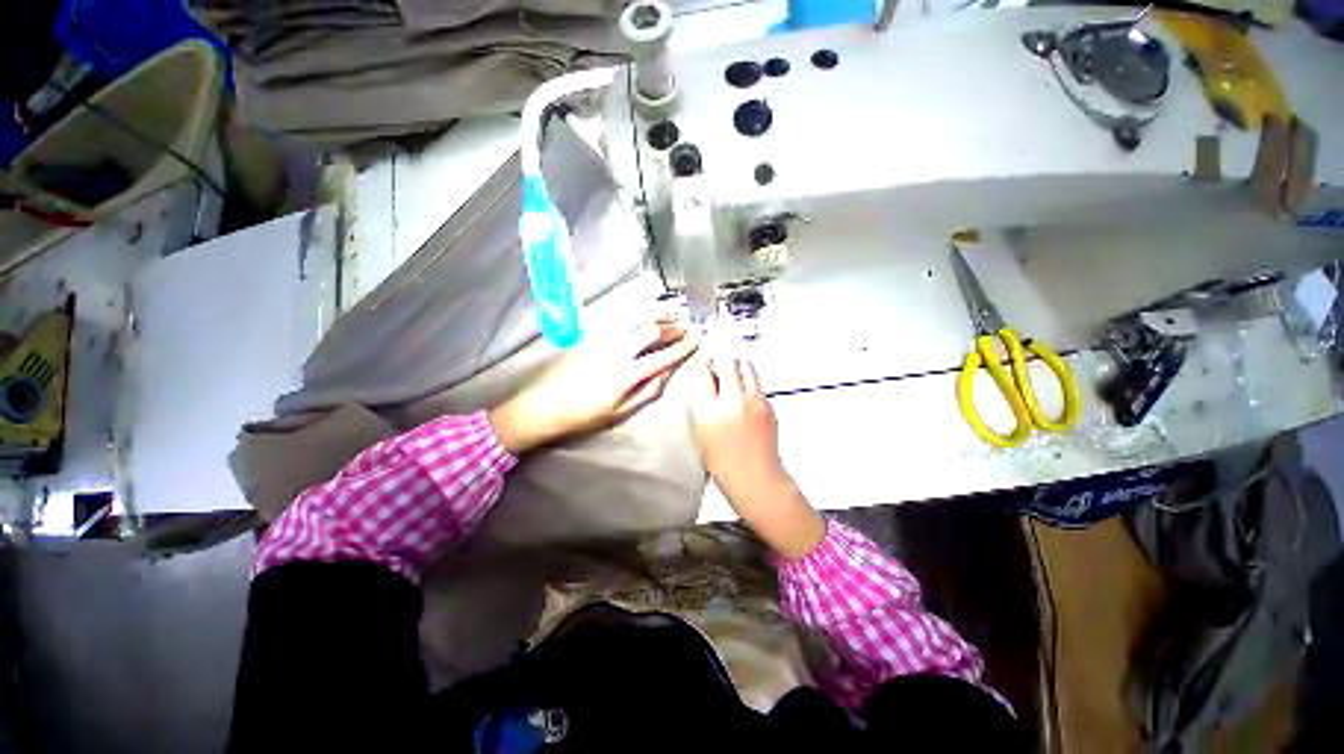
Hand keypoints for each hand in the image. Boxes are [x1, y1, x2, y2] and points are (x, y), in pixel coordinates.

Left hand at [489, 318, 697, 453]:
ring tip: (670, 315)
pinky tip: (644, 317)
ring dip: (656, 315)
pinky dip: (637, 315)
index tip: (695, 341)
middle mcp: (617, 350)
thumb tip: (666, 373)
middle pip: (651, 330)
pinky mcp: (590, 335)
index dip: (682, 347)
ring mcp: (602, 339)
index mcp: (627, 373)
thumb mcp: (620, 411)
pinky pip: (619, 319)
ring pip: (635, 318)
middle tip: (684, 328)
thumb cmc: (585, 415)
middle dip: (672, 327)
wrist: (544, 406)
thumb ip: (647, 391)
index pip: (662, 356)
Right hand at [688, 357, 824, 559]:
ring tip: (733, 378)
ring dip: (737, 367)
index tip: (703, 369)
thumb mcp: (702, 433)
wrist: (755, 478)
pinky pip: (757, 383)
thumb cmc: (724, 464)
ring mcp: (754, 401)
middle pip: (727, 361)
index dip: (703, 368)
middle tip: (718, 370)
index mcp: (710, 410)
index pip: (704, 372)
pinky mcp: (768, 404)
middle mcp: (733, 400)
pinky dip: (749, 384)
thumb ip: (704, 405)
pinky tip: (745, 398)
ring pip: (746, 365)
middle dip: (720, 362)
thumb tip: (707, 384)